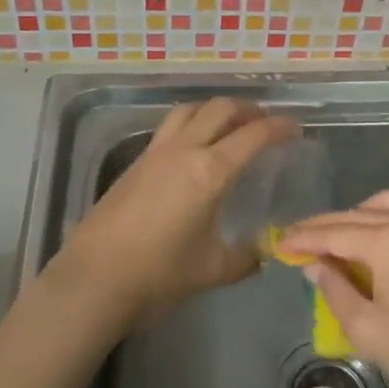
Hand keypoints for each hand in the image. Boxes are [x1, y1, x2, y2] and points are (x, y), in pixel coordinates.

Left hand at [56, 98, 298, 325]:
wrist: (94, 278)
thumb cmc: (158, 274)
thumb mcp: (212, 270)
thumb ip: (246, 258)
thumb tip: (265, 253)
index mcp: (211, 171)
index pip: (253, 135)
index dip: (279, 127)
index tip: (295, 129)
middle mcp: (185, 150)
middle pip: (221, 109)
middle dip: (248, 110)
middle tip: (265, 123)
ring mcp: (156, 152)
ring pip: (191, 109)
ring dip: (215, 109)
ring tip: (230, 124)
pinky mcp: (136, 161)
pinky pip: (170, 126)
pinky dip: (191, 123)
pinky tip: (195, 146)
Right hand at [275, 191, 388, 387]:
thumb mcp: (368, 330)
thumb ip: (334, 290)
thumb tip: (314, 265)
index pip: (334, 233)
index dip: (303, 239)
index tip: (278, 244)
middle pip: (356, 215)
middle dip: (323, 227)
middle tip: (295, 240)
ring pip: (382, 207)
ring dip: (352, 218)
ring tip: (331, 240)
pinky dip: (379, 221)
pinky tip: (369, 244)